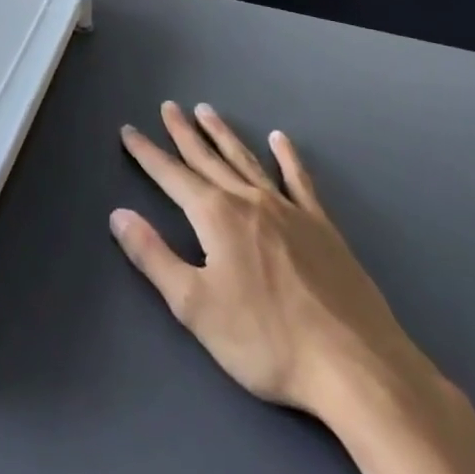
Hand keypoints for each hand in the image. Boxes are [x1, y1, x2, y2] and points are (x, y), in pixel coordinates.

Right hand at [112, 103, 423, 416]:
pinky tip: (280, 140)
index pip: (171, 175)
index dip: (147, 153)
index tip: (128, 130)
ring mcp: (289, 210)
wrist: (356, 367)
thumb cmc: (267, 340)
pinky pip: (299, 181)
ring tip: (206, 111)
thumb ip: (153, 257)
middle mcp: (248, 200)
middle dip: (184, 133)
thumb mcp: (195, 306)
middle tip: (168, 106)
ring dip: (223, 135)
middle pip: (207, 158)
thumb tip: (118, 214)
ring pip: (246, 160)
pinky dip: (287, 157)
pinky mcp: (322, 228)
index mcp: (216, 216)